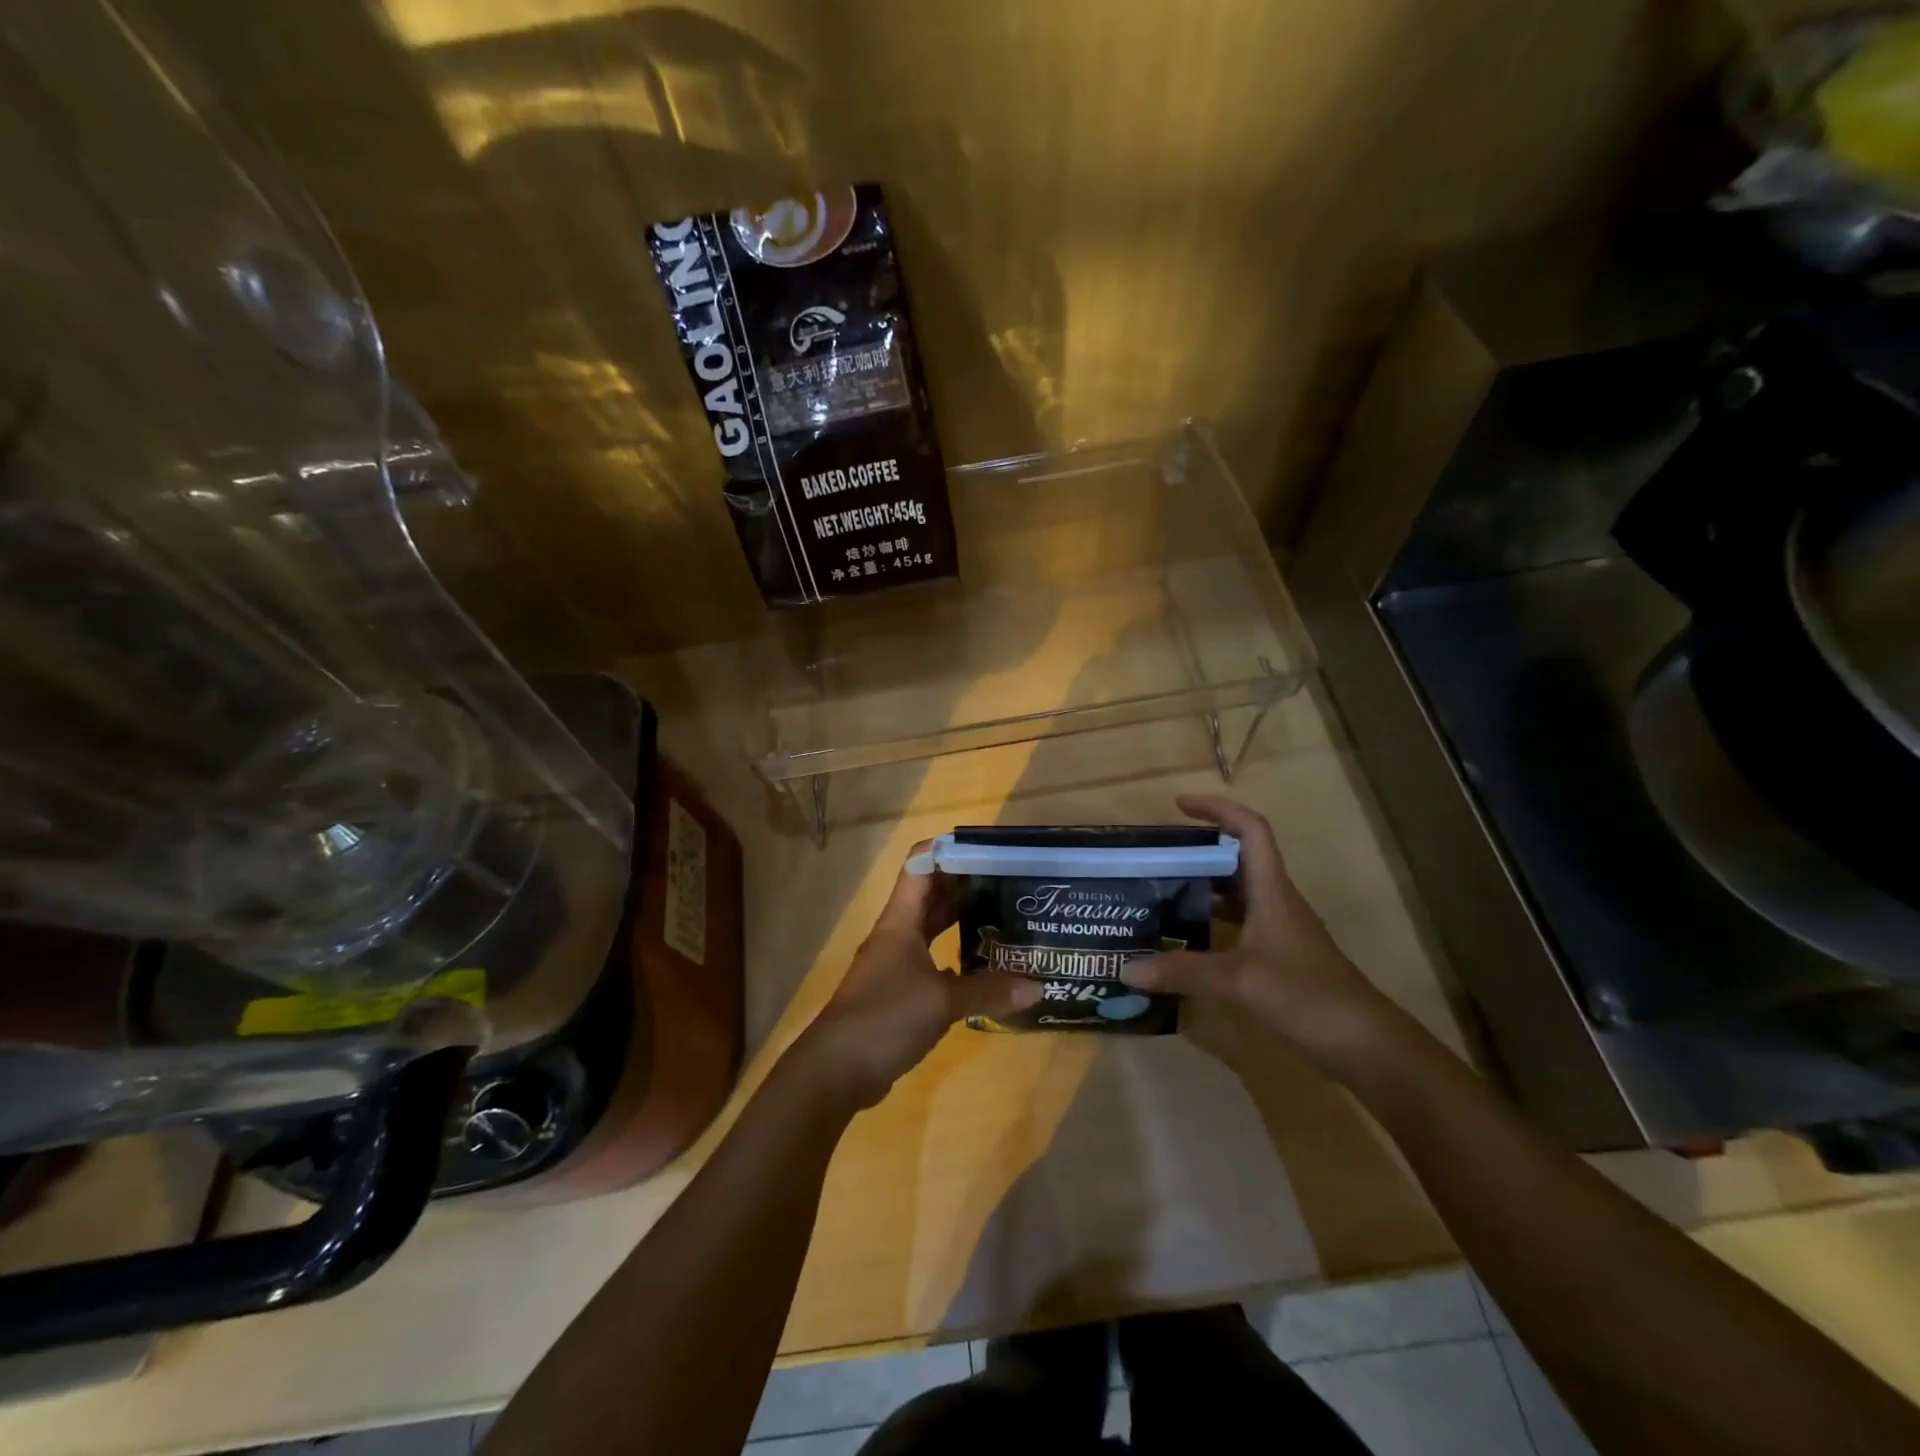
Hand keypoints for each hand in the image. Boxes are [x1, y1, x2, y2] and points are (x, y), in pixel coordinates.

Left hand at [801, 846, 1039, 1108]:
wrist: (835, 1070)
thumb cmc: (885, 1018)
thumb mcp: (942, 1002)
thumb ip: (988, 990)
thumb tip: (1036, 987)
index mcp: (900, 921)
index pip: (921, 865)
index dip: (950, 851)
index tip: (988, 850)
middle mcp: (897, 934)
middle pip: (930, 894)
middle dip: (965, 884)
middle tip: (1008, 881)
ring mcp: (896, 963)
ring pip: (931, 928)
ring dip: (960, 920)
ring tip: (1002, 914)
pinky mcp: (898, 992)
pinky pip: (932, 961)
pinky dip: (955, 957)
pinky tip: (982, 965)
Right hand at [1120, 795, 1396, 1071]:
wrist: (1364, 1044)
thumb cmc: (1305, 995)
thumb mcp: (1237, 981)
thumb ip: (1181, 971)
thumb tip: (1125, 968)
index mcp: (1271, 890)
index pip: (1250, 830)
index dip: (1218, 808)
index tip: (1180, 805)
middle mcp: (1276, 900)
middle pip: (1239, 857)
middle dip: (1200, 848)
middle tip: (1156, 855)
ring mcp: (1279, 929)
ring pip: (1238, 891)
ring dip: (1204, 884)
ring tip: (1160, 890)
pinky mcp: (1279, 955)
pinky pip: (1239, 922)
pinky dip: (1211, 920)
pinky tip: (1185, 938)